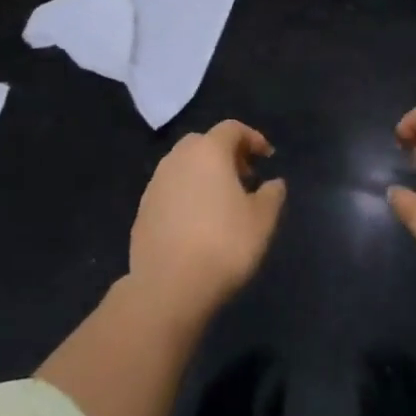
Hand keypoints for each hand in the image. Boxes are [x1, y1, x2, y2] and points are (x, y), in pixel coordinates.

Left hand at [130, 121, 286, 319]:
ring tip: (222, 202)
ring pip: (183, 166)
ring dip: (204, 174)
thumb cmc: (224, 244)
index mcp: (209, 152)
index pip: (232, 129)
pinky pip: (170, 190)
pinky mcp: (142, 211)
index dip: (253, 138)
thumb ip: (272, 194)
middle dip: (226, 154)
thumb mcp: (263, 220)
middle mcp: (178, 159)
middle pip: (204, 143)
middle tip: (245, 177)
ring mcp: (155, 185)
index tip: (267, 157)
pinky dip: (186, 195)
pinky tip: (198, 223)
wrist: (168, 287)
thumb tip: (273, 183)